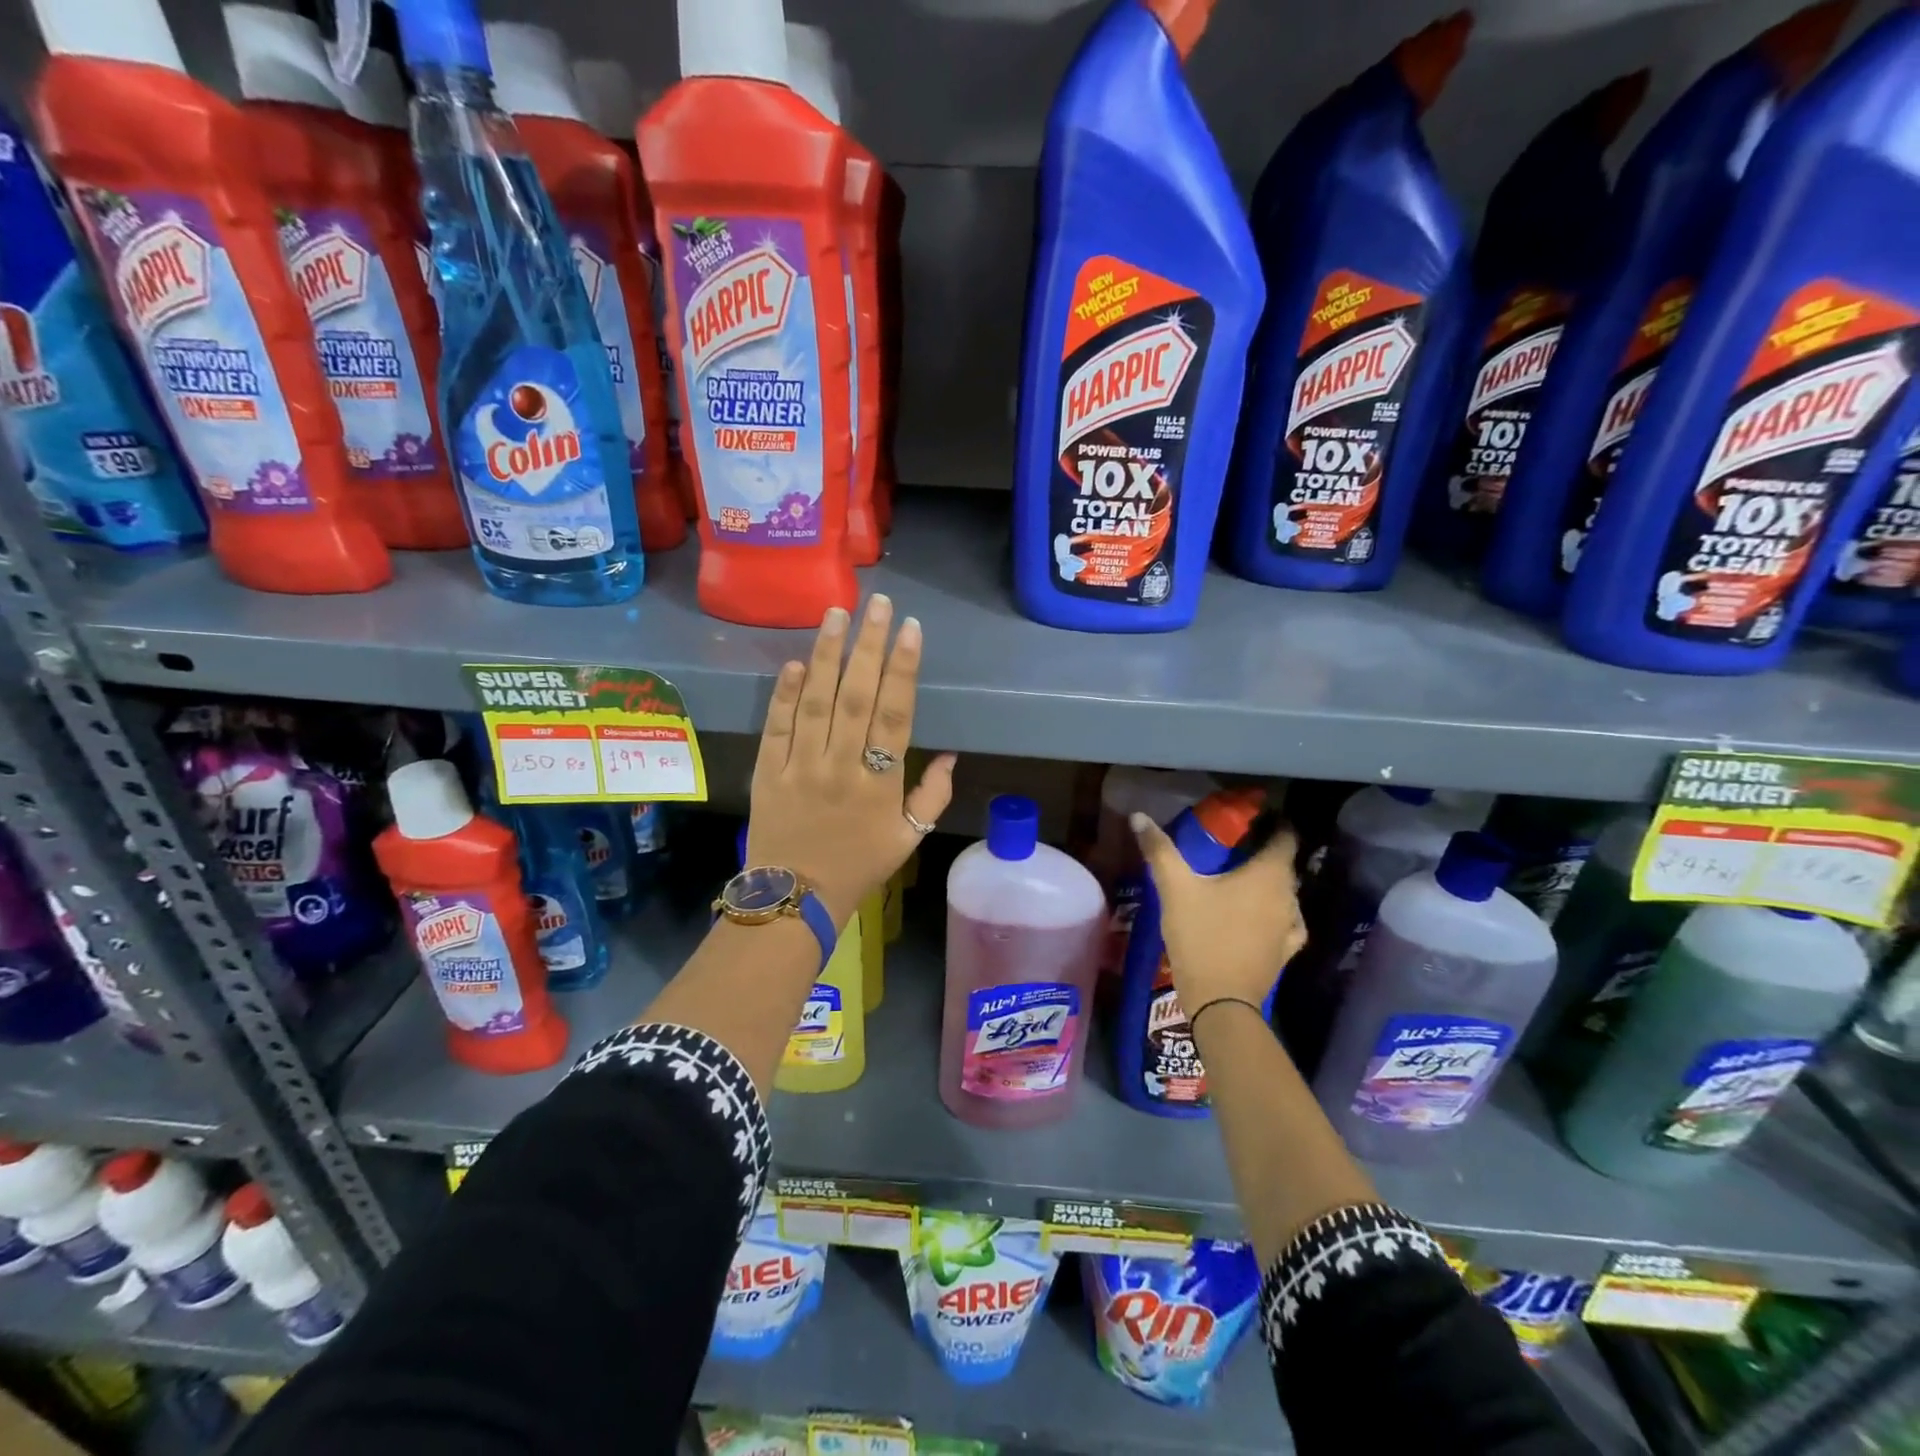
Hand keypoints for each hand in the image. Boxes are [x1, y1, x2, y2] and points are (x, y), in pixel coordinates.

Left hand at [749, 595, 956, 926]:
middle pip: (857, 696)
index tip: (911, 629)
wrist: (795, 899)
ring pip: (815, 702)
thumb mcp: (908, 839)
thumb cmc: (858, 867)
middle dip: (869, 646)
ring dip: (827, 655)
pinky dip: (784, 694)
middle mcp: (841, 766)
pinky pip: (777, 726)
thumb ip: (933, 795)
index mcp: (880, 782)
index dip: (904, 669)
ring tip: (837, 614)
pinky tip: (795, 663)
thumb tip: (952, 755)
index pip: (895, 714)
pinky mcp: (768, 770)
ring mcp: (801, 766)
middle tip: (878, 603)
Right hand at [1131, 814, 1305, 1014]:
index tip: (1254, 818)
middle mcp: (1288, 897)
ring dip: (1268, 884)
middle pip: (1283, 865)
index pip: (1285, 837)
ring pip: (1284, 894)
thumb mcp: (1174, 889)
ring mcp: (1290, 927)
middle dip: (1263, 852)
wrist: (1220, 1002)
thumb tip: (1139, 816)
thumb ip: (1160, 850)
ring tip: (1240, 880)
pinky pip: (1285, 922)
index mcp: (1268, 875)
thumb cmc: (1201, 936)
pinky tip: (1258, 916)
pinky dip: (1273, 913)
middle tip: (1233, 847)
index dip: (1274, 824)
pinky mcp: (1285, 952)